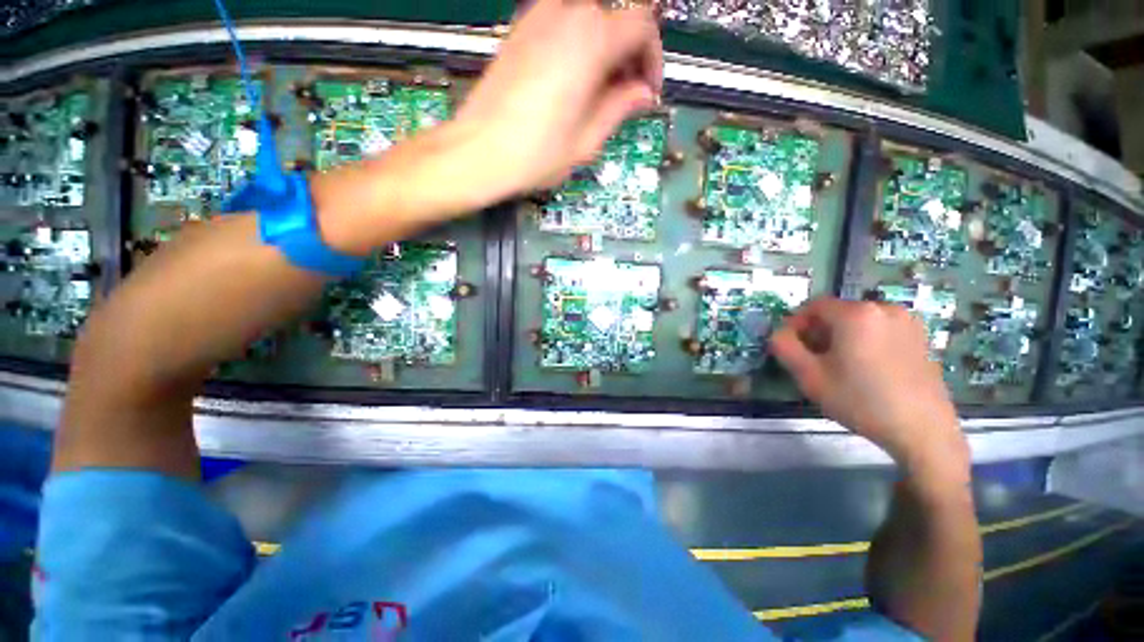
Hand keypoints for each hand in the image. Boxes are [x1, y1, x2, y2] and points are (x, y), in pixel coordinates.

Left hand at [454, 0, 662, 197]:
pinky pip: (562, 26)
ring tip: (599, 93)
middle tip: (625, 96)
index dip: (652, 58)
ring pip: (589, 20)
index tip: (647, 91)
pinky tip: (572, 83)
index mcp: (591, 38)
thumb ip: (620, 108)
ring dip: (604, 51)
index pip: (643, 25)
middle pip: (616, 18)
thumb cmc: (537, 153)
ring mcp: (538, 16)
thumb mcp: (588, 140)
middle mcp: (566, 13)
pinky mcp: (520, 29)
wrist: (479, 151)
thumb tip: (642, 94)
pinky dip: (578, 47)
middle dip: (628, 55)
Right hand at [770, 298, 968, 471]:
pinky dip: (864, 341)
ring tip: (841, 366)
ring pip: (858, 321)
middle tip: (814, 360)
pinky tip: (867, 368)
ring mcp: (907, 321)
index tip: (793, 348)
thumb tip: (779, 333)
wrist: (922, 430)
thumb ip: (784, 347)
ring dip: (841, 337)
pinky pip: (879, 329)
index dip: (796, 323)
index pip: (812, 305)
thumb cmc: (861, 401)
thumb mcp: (809, 376)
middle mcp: (883, 307)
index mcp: (855, 313)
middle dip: (818, 332)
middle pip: (836, 312)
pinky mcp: (920, 336)